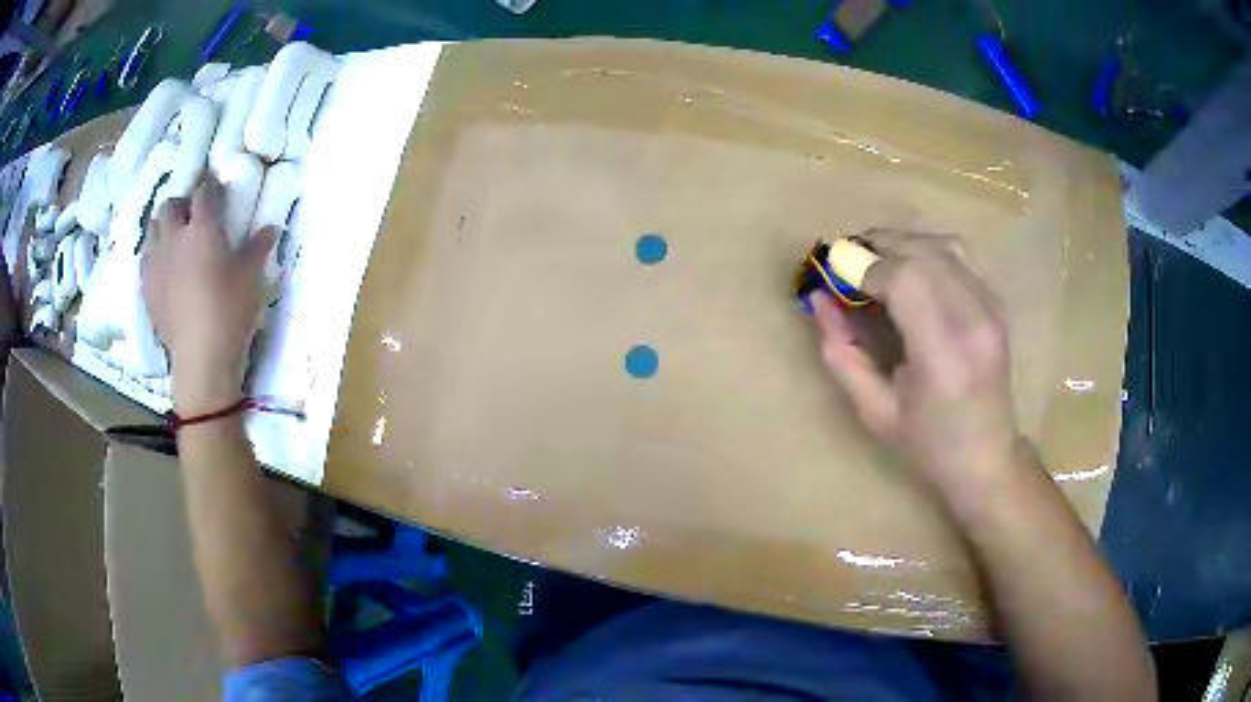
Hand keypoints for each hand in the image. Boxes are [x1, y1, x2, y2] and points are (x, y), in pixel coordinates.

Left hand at [141, 176, 275, 414]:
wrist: (200, 357)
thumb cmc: (229, 310)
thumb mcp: (251, 277)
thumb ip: (258, 248)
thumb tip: (271, 228)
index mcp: (201, 228)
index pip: (203, 193)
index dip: (210, 187)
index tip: (216, 189)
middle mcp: (174, 238)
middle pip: (169, 206)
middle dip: (180, 204)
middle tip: (191, 215)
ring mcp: (156, 264)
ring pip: (152, 229)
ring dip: (163, 227)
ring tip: (174, 239)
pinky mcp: (147, 289)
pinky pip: (145, 260)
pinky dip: (153, 256)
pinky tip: (163, 268)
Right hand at [810, 230, 1023, 502]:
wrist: (987, 456)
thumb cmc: (929, 445)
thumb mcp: (874, 410)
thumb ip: (842, 353)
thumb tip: (818, 300)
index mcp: (944, 356)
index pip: (904, 279)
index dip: (863, 267)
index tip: (833, 276)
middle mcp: (974, 321)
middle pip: (921, 254)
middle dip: (876, 248)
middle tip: (845, 263)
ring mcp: (992, 307)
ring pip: (941, 244)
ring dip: (901, 242)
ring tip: (873, 259)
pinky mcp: (998, 301)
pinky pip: (960, 253)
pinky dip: (927, 248)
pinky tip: (908, 263)